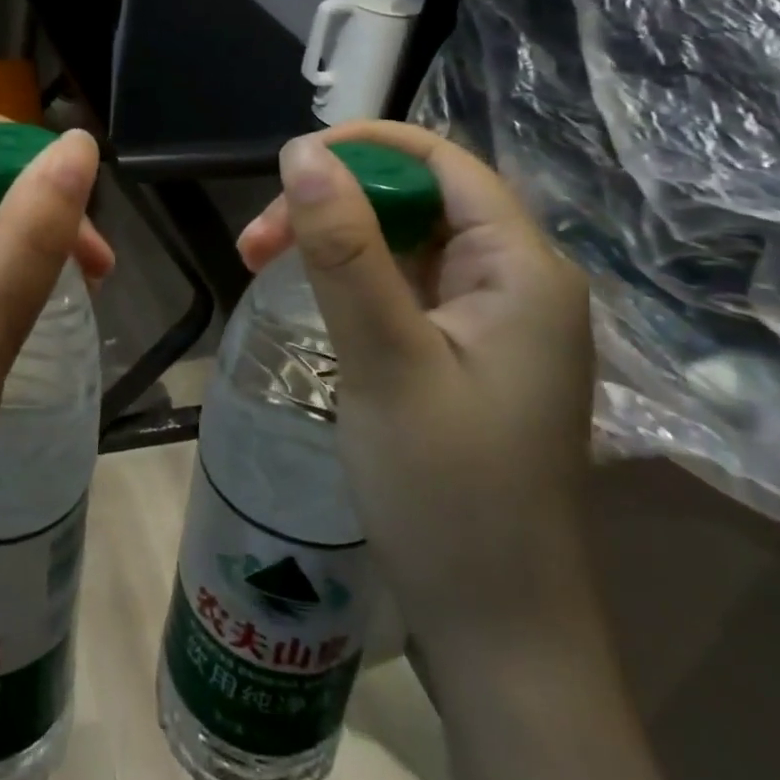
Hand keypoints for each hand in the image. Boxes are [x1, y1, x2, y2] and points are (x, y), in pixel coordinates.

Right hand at [237, 121, 595, 650]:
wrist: (497, 632)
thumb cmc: (448, 493)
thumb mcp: (384, 359)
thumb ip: (345, 250)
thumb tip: (303, 152)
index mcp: (523, 269)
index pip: (442, 162)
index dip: (364, 147)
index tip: (287, 167)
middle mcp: (518, 282)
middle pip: (417, 200)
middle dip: (333, 202)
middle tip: (256, 242)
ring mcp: (493, 321)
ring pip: (404, 242)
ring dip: (333, 240)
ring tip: (260, 262)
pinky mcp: (466, 353)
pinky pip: (404, 286)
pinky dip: (351, 279)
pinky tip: (308, 296)